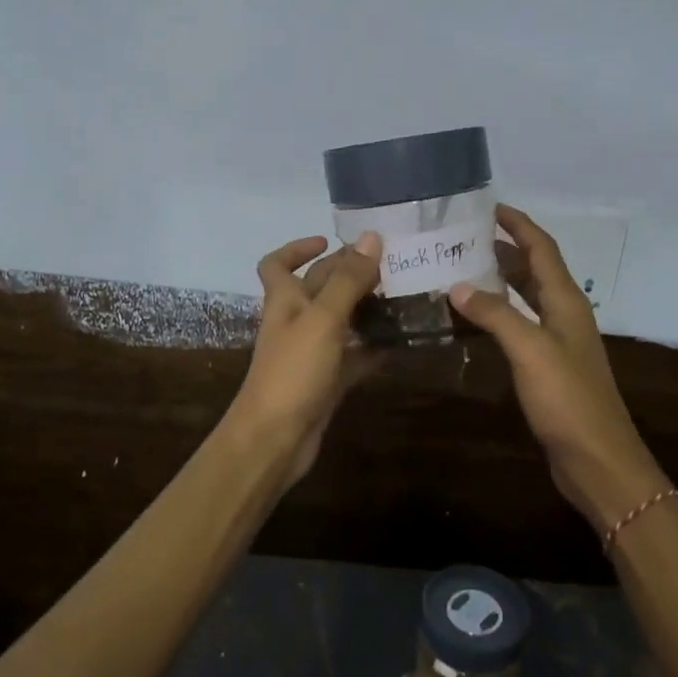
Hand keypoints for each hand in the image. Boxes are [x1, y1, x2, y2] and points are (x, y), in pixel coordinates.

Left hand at [228, 233, 382, 486]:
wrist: (275, 439)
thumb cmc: (293, 371)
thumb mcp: (323, 319)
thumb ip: (348, 280)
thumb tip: (371, 237)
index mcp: (284, 300)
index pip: (277, 264)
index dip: (298, 248)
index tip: (329, 241)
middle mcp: (295, 322)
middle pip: (319, 288)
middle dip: (348, 274)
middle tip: (389, 265)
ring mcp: (311, 354)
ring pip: (340, 322)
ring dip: (365, 309)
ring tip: (402, 297)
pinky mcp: (327, 382)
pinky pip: (353, 357)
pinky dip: (372, 348)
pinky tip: (400, 341)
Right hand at [449, 205, 660, 528]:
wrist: (596, 459)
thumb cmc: (567, 399)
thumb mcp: (530, 350)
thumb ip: (495, 314)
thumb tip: (457, 286)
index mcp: (566, 301)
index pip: (542, 249)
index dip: (518, 225)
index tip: (488, 207)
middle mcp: (564, 314)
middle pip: (534, 269)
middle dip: (503, 249)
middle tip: (462, 239)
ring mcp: (557, 341)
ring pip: (526, 298)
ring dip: (498, 281)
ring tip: (459, 270)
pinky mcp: (547, 366)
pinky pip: (519, 326)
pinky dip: (496, 314)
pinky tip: (471, 320)